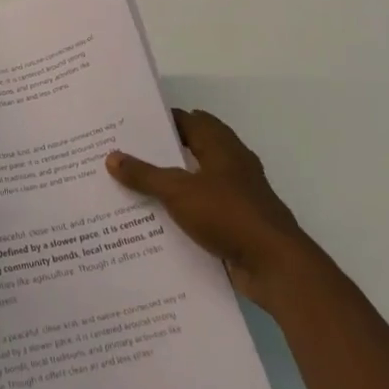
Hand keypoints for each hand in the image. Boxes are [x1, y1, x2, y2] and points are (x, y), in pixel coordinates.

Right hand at [106, 109, 317, 309]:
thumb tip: (111, 156)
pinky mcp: (238, 225)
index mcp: (222, 147)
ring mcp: (237, 197)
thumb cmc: (229, 215)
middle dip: (162, 152)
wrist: (276, 268)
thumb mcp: (178, 192)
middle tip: (126, 155)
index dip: (161, 120)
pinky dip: (183, 213)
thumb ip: (144, 174)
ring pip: (197, 182)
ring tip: (134, 187)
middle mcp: (232, 166)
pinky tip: (158, 222)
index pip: (189, 120)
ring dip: (172, 184)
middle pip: (192, 150)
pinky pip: (203, 211)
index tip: (130, 125)